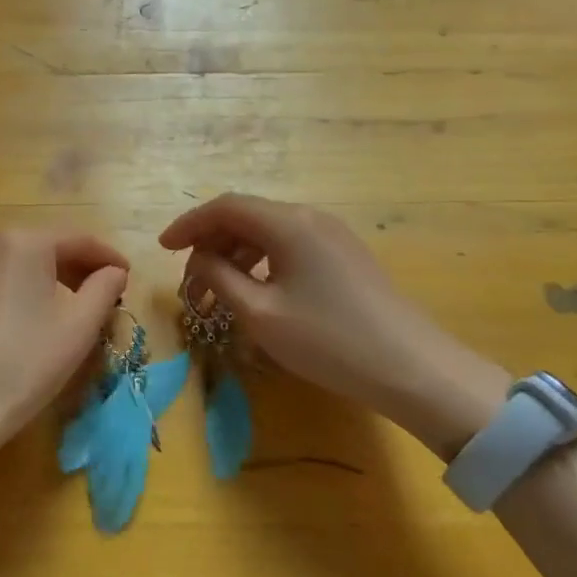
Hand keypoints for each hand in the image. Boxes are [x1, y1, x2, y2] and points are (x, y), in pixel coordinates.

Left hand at [0, 229, 129, 451]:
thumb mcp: (79, 326)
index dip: (108, 256)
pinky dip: (18, 289)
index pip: (79, 239)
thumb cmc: (25, 363)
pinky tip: (28, 318)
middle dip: (78, 267)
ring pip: (18, 263)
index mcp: (24, 242)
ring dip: (48, 278)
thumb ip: (104, 288)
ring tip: (69, 307)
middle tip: (103, 294)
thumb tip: (114, 271)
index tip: (128, 276)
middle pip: (46, 247)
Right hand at [160, 194, 508, 457]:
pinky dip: (261, 263)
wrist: (413, 369)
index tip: (162, 249)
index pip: (225, 207)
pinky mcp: (344, 256)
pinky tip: (255, 293)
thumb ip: (220, 278)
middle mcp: (309, 217)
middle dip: (210, 244)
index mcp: (288, 223)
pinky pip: (289, 246)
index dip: (189, 224)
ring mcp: (331, 235)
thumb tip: (200, 259)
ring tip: (217, 294)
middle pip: (246, 217)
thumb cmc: (329, 340)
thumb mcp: (261, 314)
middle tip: (190, 282)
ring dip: (235, 256)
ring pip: (267, 232)